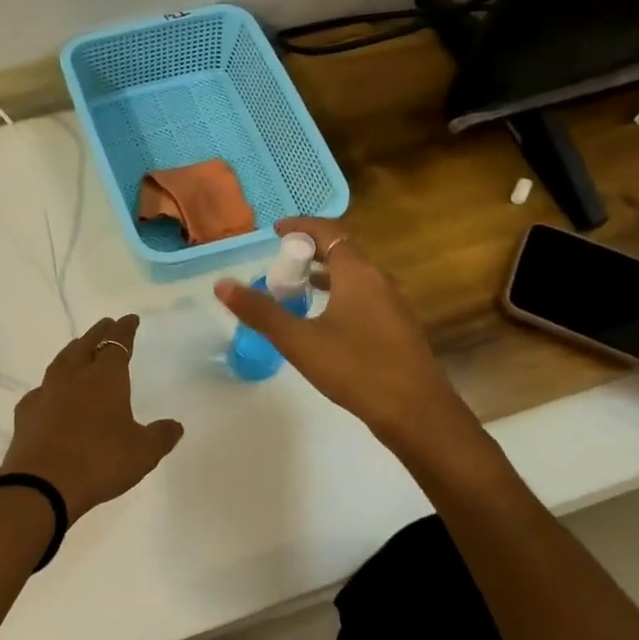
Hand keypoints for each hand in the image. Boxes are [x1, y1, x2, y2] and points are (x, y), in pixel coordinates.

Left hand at [0, 315, 184, 519]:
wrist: (42, 484)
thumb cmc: (100, 462)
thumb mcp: (142, 453)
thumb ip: (160, 436)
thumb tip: (175, 425)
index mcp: (105, 378)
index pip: (117, 344)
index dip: (125, 330)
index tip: (130, 319)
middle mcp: (74, 377)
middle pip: (86, 345)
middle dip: (99, 333)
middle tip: (106, 325)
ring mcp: (46, 393)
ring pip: (61, 362)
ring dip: (73, 351)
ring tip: (79, 348)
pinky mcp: (26, 413)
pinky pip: (41, 390)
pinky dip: (50, 385)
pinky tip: (51, 392)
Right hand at [215, 217, 450, 443]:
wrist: (416, 412)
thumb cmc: (356, 368)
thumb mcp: (299, 340)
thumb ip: (261, 311)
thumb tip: (222, 285)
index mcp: (358, 274)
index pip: (329, 232)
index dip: (301, 227)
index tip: (275, 231)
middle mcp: (380, 281)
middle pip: (343, 252)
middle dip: (310, 251)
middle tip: (280, 261)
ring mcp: (393, 305)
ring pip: (355, 277)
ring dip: (325, 275)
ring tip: (297, 288)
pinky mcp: (398, 328)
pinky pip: (364, 297)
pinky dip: (340, 295)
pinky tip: (325, 321)